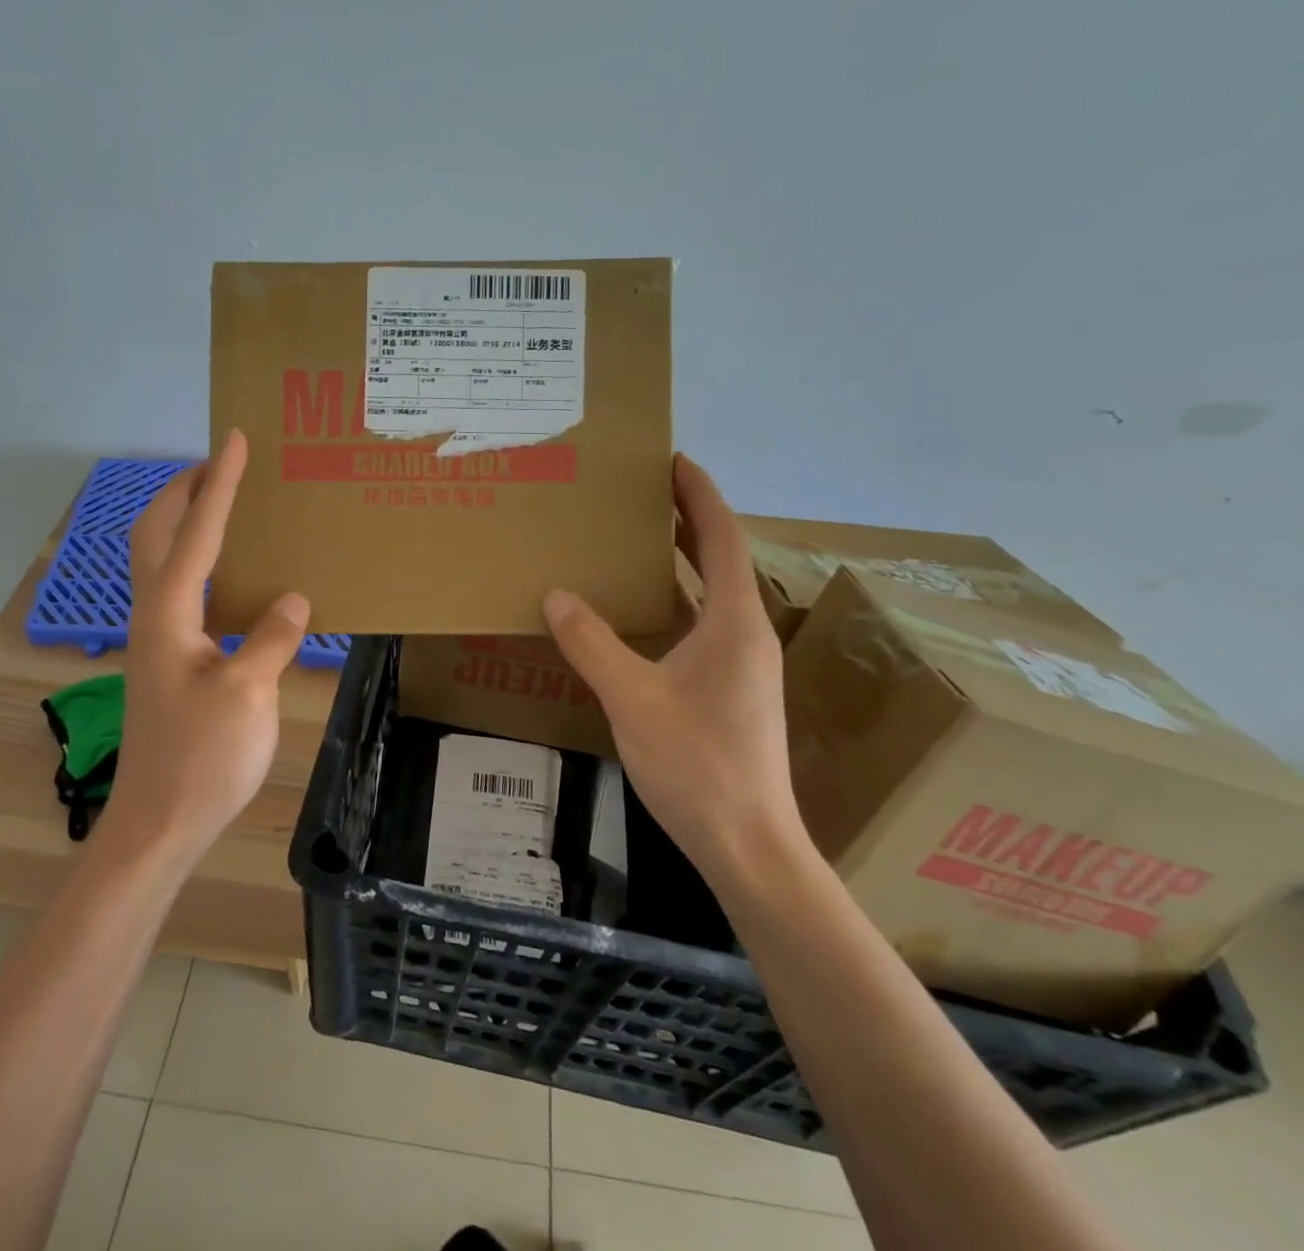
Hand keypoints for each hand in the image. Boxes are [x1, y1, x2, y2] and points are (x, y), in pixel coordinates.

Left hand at [97, 429, 311, 868]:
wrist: (158, 823)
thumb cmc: (202, 758)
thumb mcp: (248, 694)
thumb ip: (271, 637)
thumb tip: (293, 600)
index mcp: (168, 614)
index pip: (196, 532)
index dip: (217, 483)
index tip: (233, 439)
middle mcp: (152, 616)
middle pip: (155, 534)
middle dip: (183, 490)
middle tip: (220, 464)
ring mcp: (155, 640)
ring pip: (160, 561)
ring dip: (185, 522)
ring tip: (224, 506)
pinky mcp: (166, 661)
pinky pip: (179, 590)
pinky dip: (198, 562)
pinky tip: (231, 577)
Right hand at [543, 454, 804, 879]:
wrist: (748, 845)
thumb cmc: (696, 764)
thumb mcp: (632, 698)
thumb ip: (591, 643)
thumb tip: (555, 594)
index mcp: (734, 622)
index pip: (721, 537)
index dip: (699, 494)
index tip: (672, 460)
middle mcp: (746, 633)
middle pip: (719, 559)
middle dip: (685, 520)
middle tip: (640, 493)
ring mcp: (741, 664)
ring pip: (710, 594)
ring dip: (678, 562)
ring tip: (632, 539)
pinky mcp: (730, 689)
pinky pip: (700, 625)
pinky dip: (673, 602)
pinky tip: (637, 612)